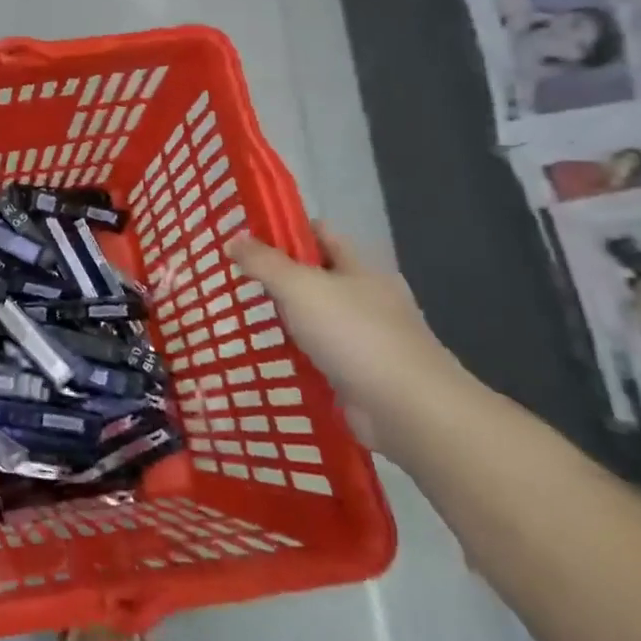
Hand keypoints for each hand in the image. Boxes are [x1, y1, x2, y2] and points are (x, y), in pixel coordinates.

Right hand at [225, 225, 477, 456]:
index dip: (284, 229)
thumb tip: (233, 240)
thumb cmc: (354, 334)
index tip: (245, 235)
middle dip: (278, 275)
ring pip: (315, 317)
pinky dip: (295, 354)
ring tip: (240, 316)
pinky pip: (318, 355)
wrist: (407, 410)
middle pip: (316, 276)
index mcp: (360, 269)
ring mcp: (365, 339)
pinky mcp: (358, 375)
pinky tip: (267, 355)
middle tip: (233, 277)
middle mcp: (366, 299)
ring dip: (285, 318)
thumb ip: (264, 262)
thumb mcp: (299, 287)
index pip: (320, 234)